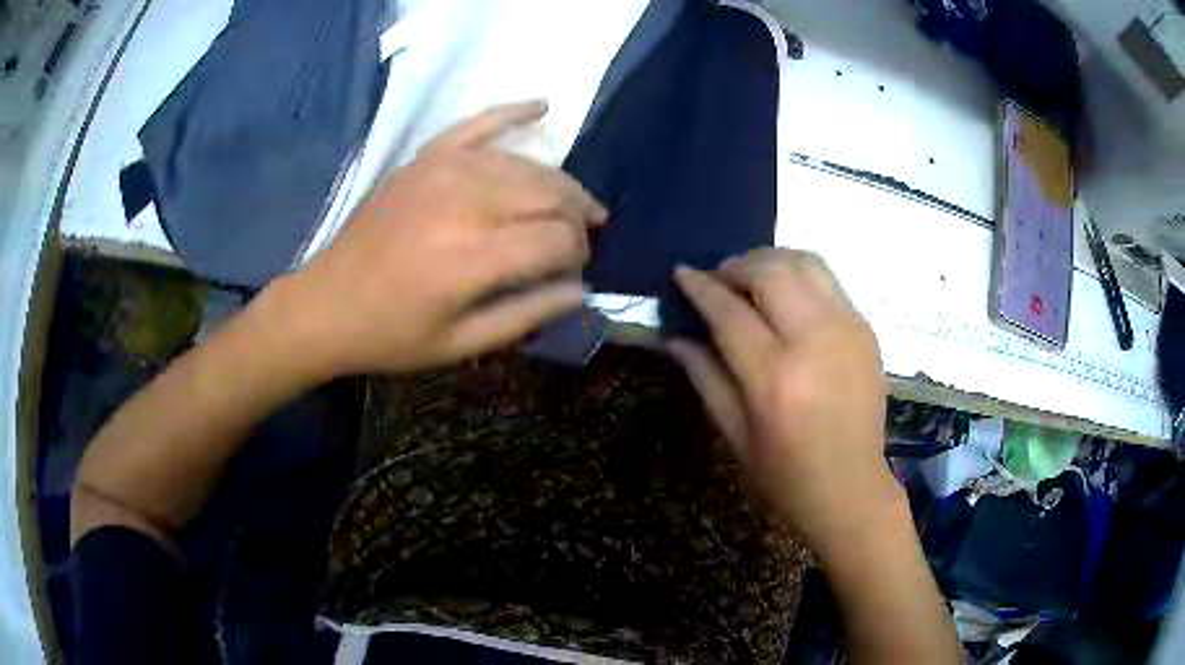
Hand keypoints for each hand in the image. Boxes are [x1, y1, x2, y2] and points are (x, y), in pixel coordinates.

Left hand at [276, 100, 606, 377]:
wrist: (326, 304)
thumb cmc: (391, 334)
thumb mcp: (460, 345)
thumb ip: (526, 315)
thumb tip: (579, 289)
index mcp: (471, 258)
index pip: (557, 238)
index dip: (578, 253)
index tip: (575, 270)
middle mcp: (463, 203)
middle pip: (550, 194)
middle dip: (577, 215)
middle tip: (578, 239)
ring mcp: (442, 170)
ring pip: (525, 164)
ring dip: (558, 183)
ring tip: (569, 204)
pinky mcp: (425, 158)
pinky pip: (478, 123)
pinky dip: (513, 112)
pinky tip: (543, 107)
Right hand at [668, 249, 898, 552]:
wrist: (852, 489)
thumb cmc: (785, 476)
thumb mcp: (735, 436)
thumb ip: (705, 377)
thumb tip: (674, 337)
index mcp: (775, 377)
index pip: (729, 311)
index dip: (700, 286)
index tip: (682, 272)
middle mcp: (816, 341)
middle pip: (771, 271)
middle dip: (736, 264)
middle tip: (718, 279)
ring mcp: (848, 330)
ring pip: (805, 263)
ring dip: (770, 260)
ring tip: (751, 279)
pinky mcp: (866, 330)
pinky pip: (829, 282)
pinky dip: (799, 277)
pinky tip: (786, 298)